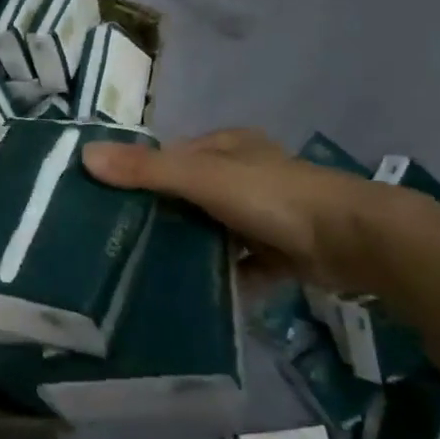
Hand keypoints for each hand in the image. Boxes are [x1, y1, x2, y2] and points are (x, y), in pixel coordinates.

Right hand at [82, 128, 405, 293]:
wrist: (355, 242)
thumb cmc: (274, 197)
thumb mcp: (203, 178)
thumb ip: (147, 170)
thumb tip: (84, 155)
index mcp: (227, 146)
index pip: (171, 156)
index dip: (139, 174)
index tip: (105, 201)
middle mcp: (245, 174)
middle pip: (189, 193)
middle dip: (161, 215)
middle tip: (119, 241)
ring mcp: (265, 213)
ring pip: (213, 228)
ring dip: (189, 246)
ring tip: (146, 269)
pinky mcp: (281, 250)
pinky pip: (239, 262)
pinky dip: (221, 274)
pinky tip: (193, 292)